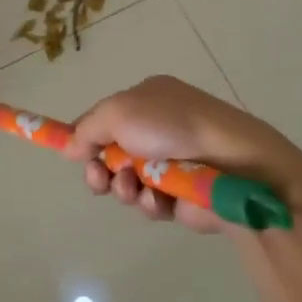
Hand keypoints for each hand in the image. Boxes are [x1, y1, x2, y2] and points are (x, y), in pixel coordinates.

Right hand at [66, 75, 301, 233]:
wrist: (232, 163)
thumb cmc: (172, 125)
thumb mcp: (118, 112)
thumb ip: (87, 129)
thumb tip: (69, 147)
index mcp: (149, 98)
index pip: (107, 116)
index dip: (88, 135)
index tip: (71, 153)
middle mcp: (159, 128)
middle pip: (113, 153)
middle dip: (100, 168)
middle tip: (99, 178)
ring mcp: (172, 163)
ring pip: (129, 181)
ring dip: (123, 187)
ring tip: (132, 187)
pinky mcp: (184, 196)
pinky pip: (152, 203)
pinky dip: (150, 202)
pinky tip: (158, 199)